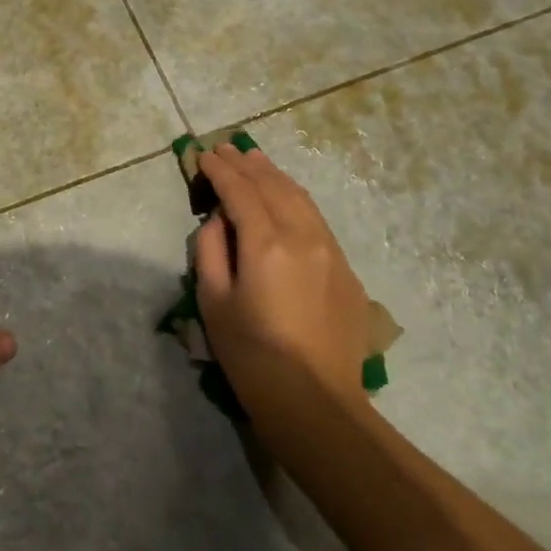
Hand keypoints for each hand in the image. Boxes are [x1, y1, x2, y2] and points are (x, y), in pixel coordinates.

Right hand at [193, 143, 373, 418]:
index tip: (204, 155)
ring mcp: (331, 251)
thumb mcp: (213, 301)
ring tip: (255, 162)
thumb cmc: (251, 355)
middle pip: (273, 186)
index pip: (240, 191)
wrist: (315, 401)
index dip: (220, 170)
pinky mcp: (346, 271)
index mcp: (266, 243)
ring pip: (301, 198)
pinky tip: (286, 200)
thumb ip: (210, 250)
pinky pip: (317, 221)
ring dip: (275, 176)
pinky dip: (296, 200)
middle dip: (247, 164)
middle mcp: (303, 236)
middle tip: (226, 148)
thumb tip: (218, 221)